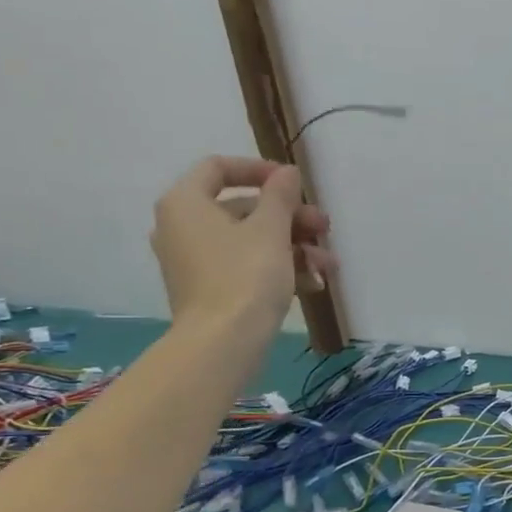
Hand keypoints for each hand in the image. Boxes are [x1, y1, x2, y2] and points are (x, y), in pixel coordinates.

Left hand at [149, 156, 334, 342]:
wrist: (223, 343)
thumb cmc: (245, 276)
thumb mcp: (271, 229)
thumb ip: (281, 195)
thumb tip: (286, 172)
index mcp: (186, 203)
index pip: (219, 168)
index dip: (260, 170)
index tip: (294, 184)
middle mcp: (183, 227)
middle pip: (243, 208)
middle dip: (290, 218)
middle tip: (324, 228)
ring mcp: (195, 261)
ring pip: (251, 241)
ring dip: (294, 246)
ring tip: (328, 264)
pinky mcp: (210, 289)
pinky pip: (246, 266)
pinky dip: (278, 269)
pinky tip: (314, 283)